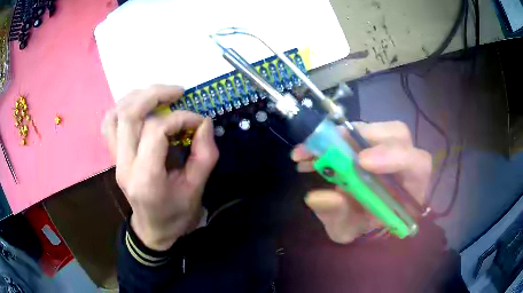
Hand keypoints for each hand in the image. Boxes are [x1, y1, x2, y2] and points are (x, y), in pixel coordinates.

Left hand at [102, 85, 218, 249]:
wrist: (154, 230)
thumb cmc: (177, 214)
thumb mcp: (197, 189)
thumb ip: (204, 154)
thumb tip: (204, 121)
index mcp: (146, 179)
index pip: (156, 131)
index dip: (180, 118)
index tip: (198, 121)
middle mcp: (124, 166)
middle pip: (129, 115)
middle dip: (155, 95)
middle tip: (178, 92)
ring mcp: (115, 160)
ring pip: (116, 115)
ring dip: (138, 97)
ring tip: (159, 94)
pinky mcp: (114, 157)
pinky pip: (110, 123)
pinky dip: (123, 108)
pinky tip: (140, 106)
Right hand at [291, 121, 431, 243]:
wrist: (356, 220)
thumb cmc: (359, 228)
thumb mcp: (346, 229)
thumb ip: (337, 216)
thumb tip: (317, 196)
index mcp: (410, 190)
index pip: (418, 164)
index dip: (394, 156)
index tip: (360, 162)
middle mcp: (404, 163)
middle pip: (399, 135)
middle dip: (366, 136)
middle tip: (331, 147)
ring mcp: (386, 149)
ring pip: (377, 128)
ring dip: (344, 135)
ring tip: (312, 150)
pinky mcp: (369, 143)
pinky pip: (355, 131)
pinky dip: (331, 138)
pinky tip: (310, 152)